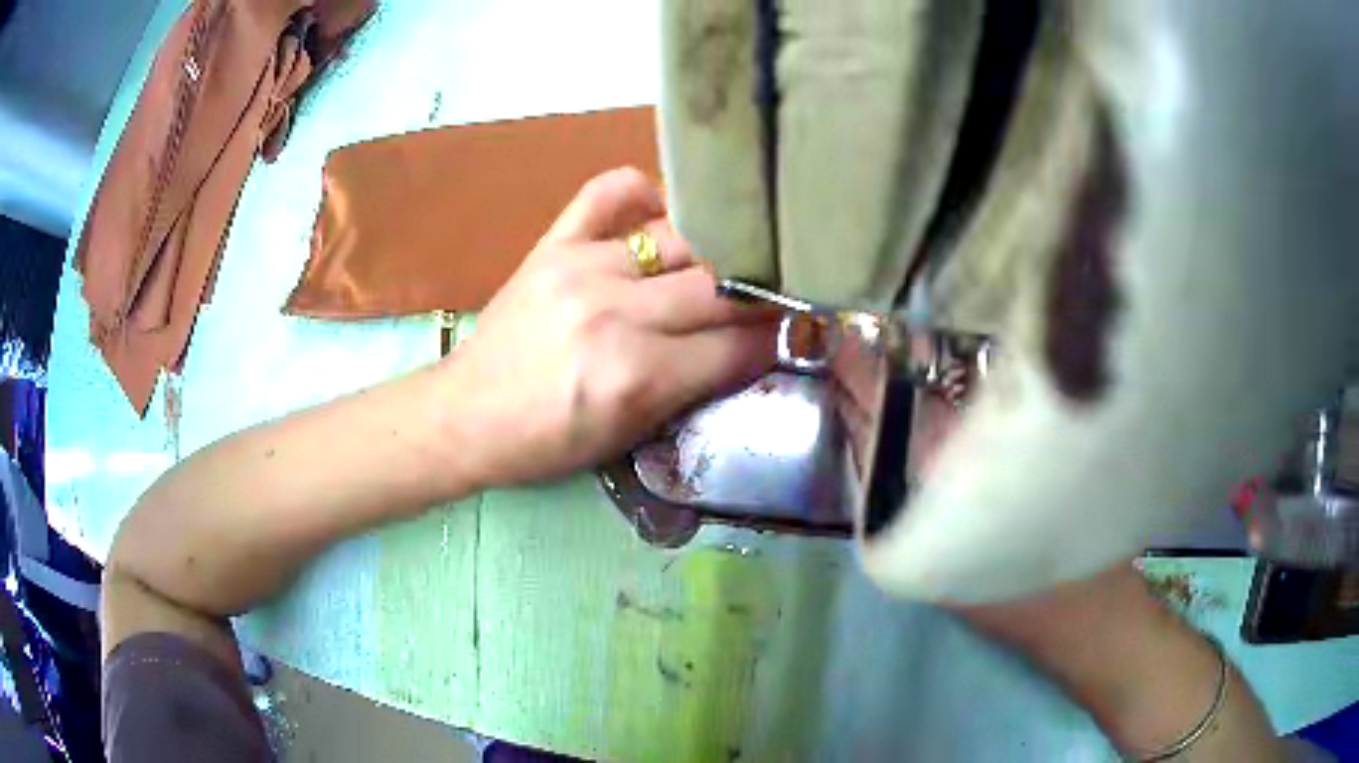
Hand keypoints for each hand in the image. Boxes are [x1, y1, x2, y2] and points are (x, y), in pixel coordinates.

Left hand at [441, 167, 778, 489]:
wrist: (466, 415)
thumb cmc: (546, 442)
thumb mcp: (628, 436)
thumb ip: (692, 387)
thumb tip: (750, 347)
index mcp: (637, 376)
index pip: (735, 347)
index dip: (774, 341)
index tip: (791, 332)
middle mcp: (617, 314)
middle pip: (719, 287)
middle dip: (757, 295)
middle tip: (771, 297)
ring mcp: (582, 268)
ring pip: (681, 239)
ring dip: (714, 252)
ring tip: (728, 260)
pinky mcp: (553, 244)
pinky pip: (609, 193)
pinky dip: (645, 194)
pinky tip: (660, 214)